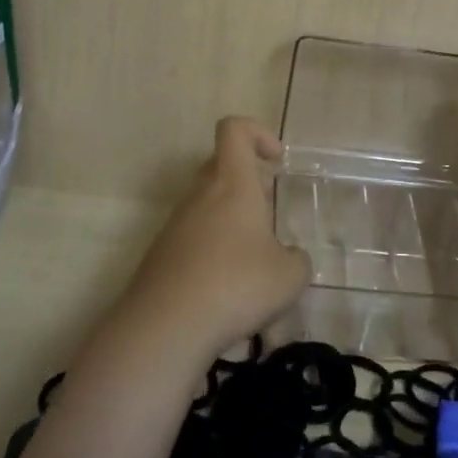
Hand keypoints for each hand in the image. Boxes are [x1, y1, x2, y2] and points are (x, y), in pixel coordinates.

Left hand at [114, 117, 310, 368]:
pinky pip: (192, 236)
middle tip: (269, 216)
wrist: (164, 327)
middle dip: (249, 183)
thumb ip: (297, 259)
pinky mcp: (160, 254)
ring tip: (253, 263)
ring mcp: (175, 224)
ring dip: (231, 221)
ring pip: (206, 203)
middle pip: (220, 165)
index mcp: (232, 183)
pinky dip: (212, 251)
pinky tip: (226, 289)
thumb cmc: (236, 286)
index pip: (234, 130)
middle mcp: (200, 194)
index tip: (276, 161)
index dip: (258, 133)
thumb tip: (289, 258)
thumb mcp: (290, 276)